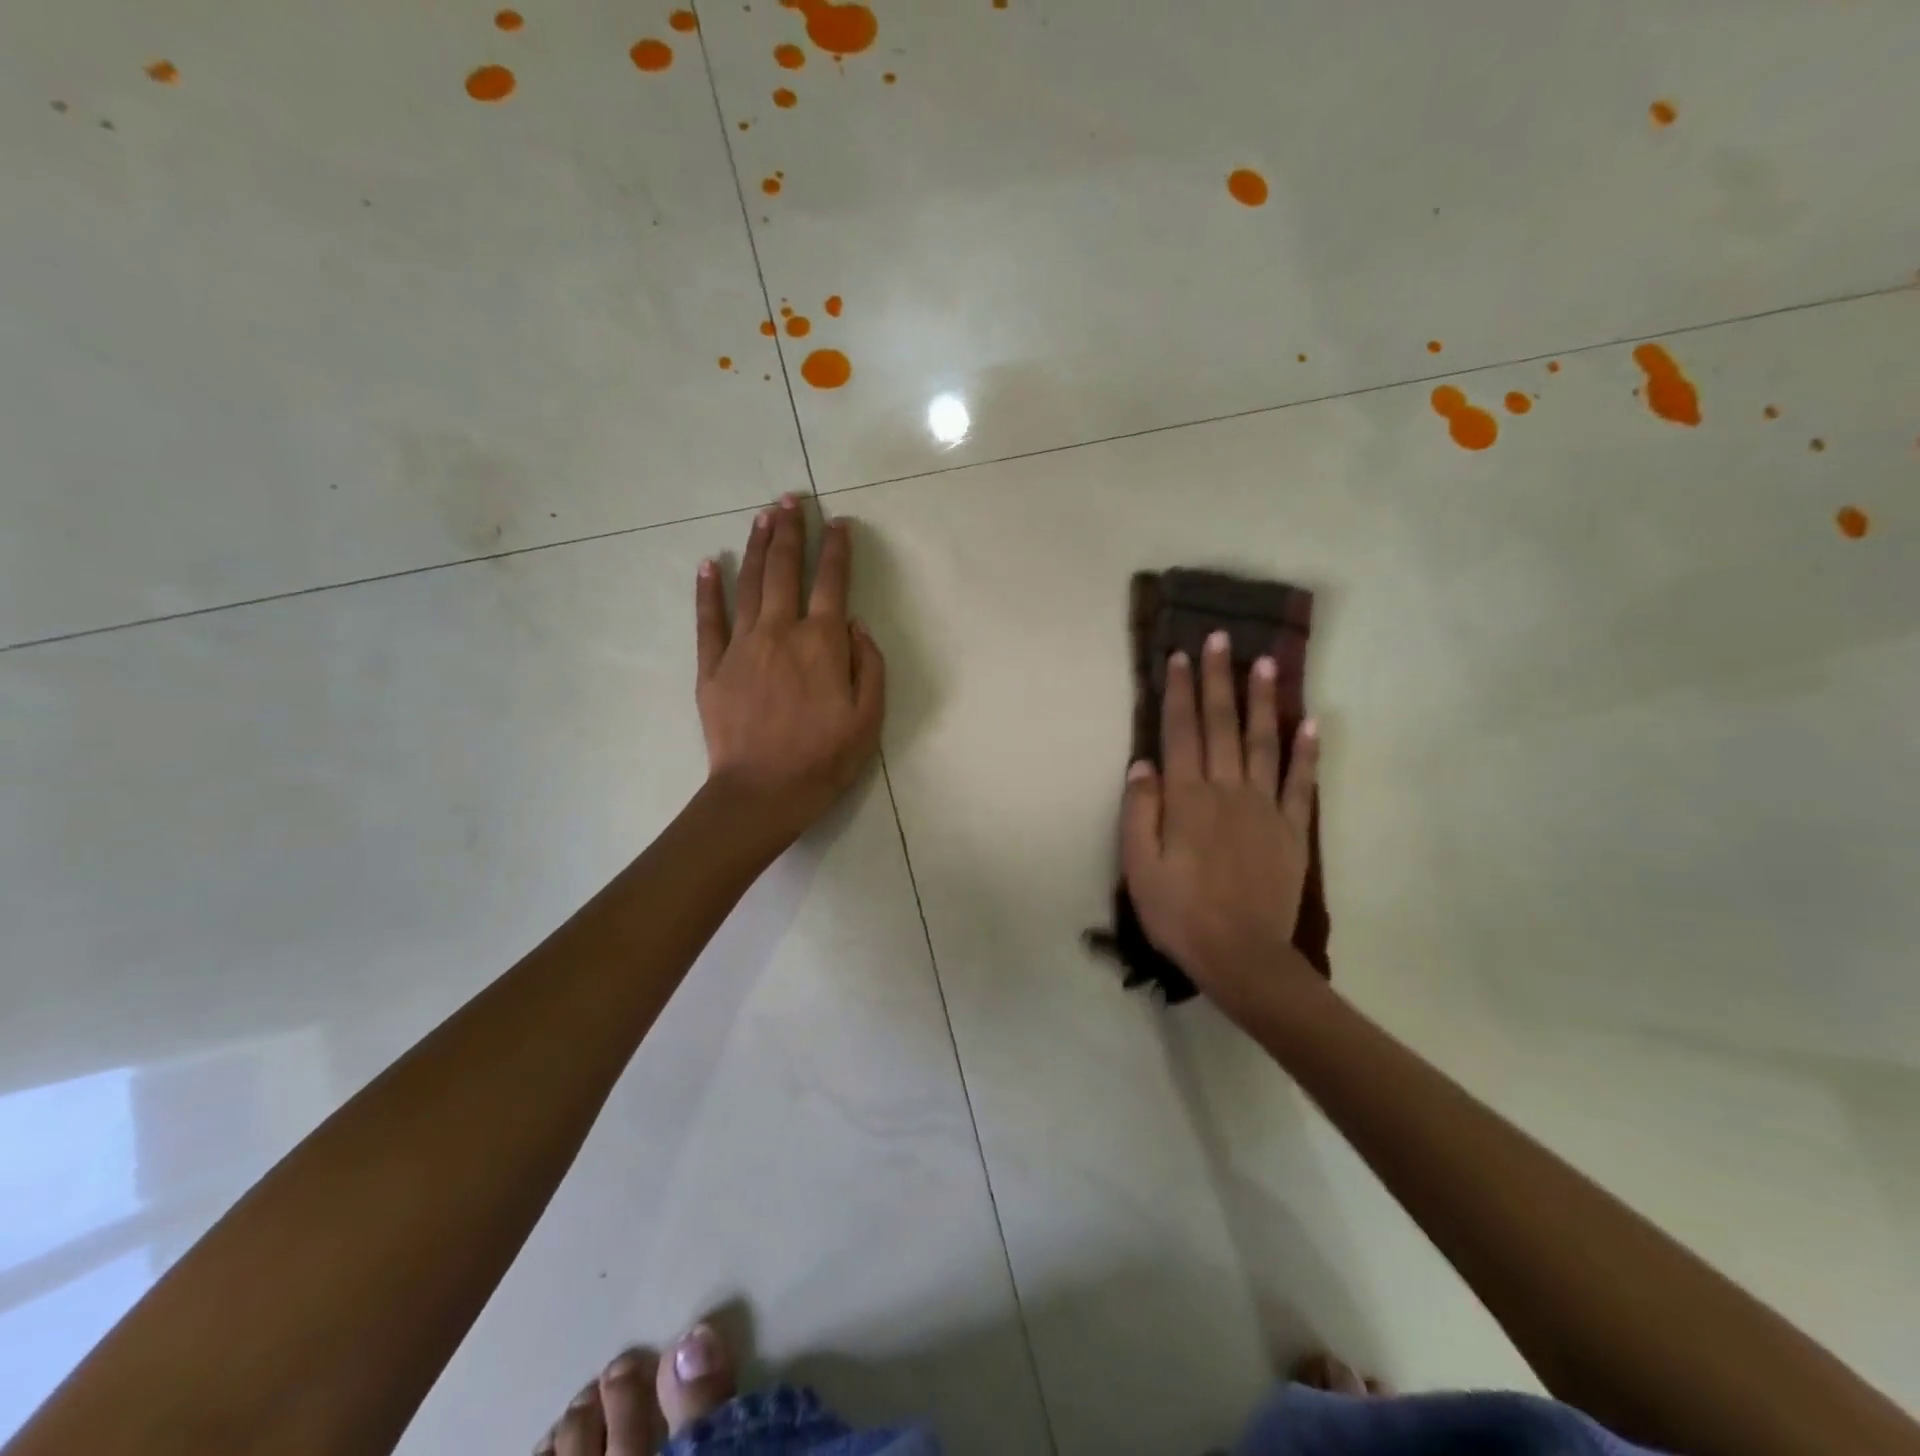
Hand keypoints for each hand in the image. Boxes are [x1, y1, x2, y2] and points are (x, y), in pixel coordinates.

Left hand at [695, 496, 884, 848]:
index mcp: (822, 643)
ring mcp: (742, 646)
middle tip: (791, 499)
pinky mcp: (712, 666)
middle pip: (785, 570)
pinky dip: (708, 590)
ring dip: (757, 546)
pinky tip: (709, 564)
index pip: (832, 583)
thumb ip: (870, 665)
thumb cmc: (825, 759)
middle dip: (791, 530)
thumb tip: (856, 624)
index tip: (839, 524)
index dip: (837, 550)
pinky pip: (708, 619)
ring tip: (763, 515)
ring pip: (750, 584)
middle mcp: (781, 632)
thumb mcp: (869, 718)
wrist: (763, 792)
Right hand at [1121, 630, 1320, 1018]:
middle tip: (1221, 639)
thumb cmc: (1179, 912)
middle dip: (1219, 679)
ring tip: (1266, 664)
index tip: (1181, 656)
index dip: (1179, 691)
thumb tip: (1143, 762)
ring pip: (1263, 742)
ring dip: (1262, 701)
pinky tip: (1310, 722)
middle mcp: (1227, 790)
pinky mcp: (1293, 830)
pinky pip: (1302, 783)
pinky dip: (1307, 751)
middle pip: (1221, 725)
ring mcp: (1265, 807)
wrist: (1242, 956)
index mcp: (1187, 798)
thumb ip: (1139, 811)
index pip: (1180, 731)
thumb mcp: (1138, 866)